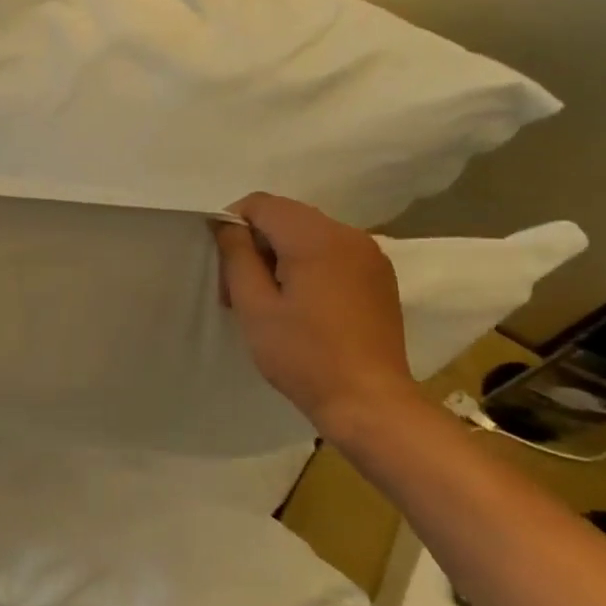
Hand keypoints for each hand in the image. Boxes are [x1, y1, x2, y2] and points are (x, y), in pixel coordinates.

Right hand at [211, 193, 420, 436]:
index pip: (261, 204)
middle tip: (240, 290)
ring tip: (272, 300)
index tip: (225, 266)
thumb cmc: (303, 355)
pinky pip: (333, 252)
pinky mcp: (379, 276)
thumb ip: (237, 255)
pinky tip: (304, 305)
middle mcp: (348, 234)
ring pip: (309, 234)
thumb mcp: (255, 306)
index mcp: (316, 237)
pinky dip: (309, 265)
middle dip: (257, 243)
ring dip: (282, 255)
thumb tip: (227, 225)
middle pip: (286, 216)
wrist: (369, 401)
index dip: (233, 225)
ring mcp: (370, 254)